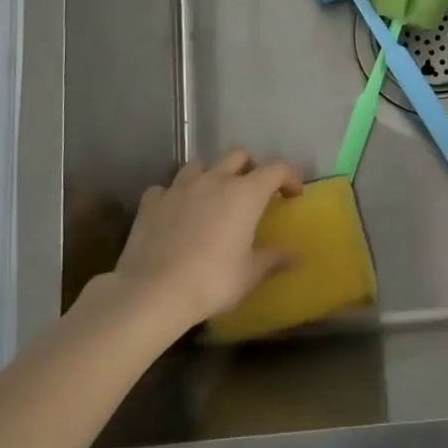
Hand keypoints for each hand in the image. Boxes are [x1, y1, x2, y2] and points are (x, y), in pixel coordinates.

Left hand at [108, 150, 302, 329]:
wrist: (153, 292)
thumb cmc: (212, 281)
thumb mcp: (249, 274)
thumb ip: (273, 258)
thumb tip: (296, 255)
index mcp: (245, 194)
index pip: (276, 169)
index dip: (289, 176)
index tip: (294, 193)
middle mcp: (214, 180)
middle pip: (238, 155)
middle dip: (251, 167)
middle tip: (254, 190)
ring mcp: (180, 187)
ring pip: (200, 165)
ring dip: (211, 175)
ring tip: (212, 197)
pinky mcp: (152, 201)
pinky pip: (167, 188)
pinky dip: (175, 195)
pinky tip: (175, 212)